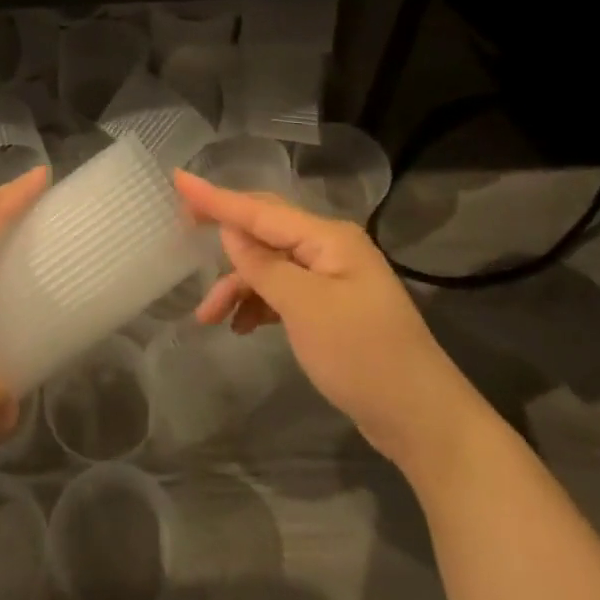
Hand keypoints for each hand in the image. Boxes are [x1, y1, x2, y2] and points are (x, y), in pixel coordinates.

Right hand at [175, 170, 445, 461]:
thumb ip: (263, 266)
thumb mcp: (305, 309)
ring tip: (208, 317)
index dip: (215, 197)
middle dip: (224, 233)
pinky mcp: (331, 308)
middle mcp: (329, 247)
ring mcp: (331, 278)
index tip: (177, 178)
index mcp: (327, 237)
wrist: (423, 421)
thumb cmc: (363, 356)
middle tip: (182, 228)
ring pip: (270, 266)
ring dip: (239, 285)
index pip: (259, 210)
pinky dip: (259, 304)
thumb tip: (230, 231)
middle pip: (264, 230)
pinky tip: (241, 326)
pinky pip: (283, 291)